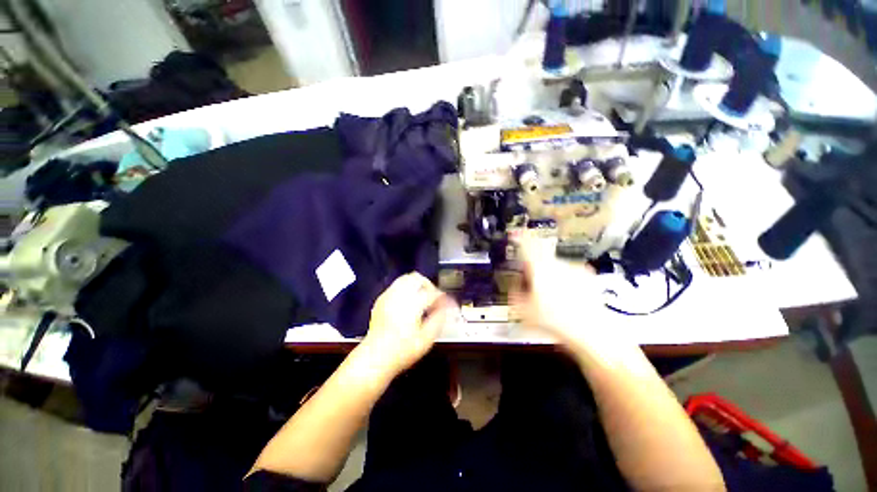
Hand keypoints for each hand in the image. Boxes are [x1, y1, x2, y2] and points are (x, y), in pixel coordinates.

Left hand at [361, 272, 456, 377]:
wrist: (375, 357)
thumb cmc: (402, 351)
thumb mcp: (427, 339)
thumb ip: (439, 319)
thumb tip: (447, 307)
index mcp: (412, 304)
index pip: (432, 292)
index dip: (442, 297)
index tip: (447, 303)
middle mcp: (399, 296)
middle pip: (417, 278)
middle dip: (428, 285)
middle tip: (433, 297)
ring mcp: (388, 296)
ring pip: (405, 279)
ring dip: (417, 285)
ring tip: (421, 299)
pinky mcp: (381, 300)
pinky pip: (396, 286)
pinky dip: (405, 289)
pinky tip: (408, 303)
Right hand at [509, 233, 603, 348]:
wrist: (591, 331)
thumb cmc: (555, 320)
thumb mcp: (523, 309)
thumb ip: (515, 293)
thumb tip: (515, 285)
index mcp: (540, 268)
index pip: (527, 245)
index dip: (519, 237)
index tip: (515, 234)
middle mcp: (558, 263)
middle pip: (540, 257)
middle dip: (533, 266)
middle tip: (531, 283)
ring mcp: (575, 268)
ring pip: (554, 265)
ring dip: (549, 274)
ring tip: (551, 296)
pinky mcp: (587, 276)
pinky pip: (569, 272)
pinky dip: (564, 279)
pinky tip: (566, 296)